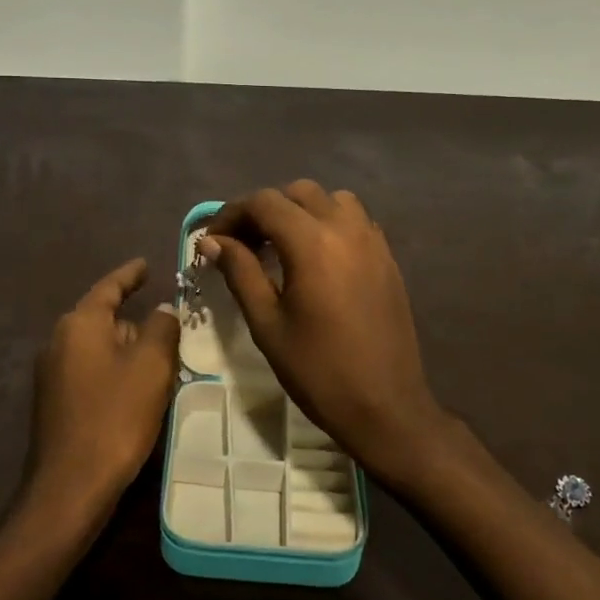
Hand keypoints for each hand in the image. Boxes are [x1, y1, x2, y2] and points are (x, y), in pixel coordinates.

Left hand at [28, 258, 180, 511]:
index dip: (130, 274)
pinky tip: (136, 392)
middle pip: (104, 318)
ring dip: (127, 351)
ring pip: (99, 348)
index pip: (109, 287)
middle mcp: (59, 341)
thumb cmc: (115, 416)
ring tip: (160, 363)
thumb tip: (162, 310)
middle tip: (170, 328)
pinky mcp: (55, 402)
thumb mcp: (151, 366)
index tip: (147, 264)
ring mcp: (52, 373)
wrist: (71, 486)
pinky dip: (115, 372)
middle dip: (135, 322)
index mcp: (80, 324)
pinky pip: (92, 371)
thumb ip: (161, 328)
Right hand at [203, 181, 453, 489]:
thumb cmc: (318, 370)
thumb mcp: (267, 323)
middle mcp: (346, 229)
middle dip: (264, 210)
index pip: (264, 202)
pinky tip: (315, 258)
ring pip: (331, 200)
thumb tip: (211, 242)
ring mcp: (373, 241)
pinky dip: (329, 223)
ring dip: (300, 211)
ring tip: (281, 245)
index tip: (212, 240)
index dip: (231, 214)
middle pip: (297, 193)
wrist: (385, 406)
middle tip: (242, 244)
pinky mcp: (387, 258)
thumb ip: (240, 272)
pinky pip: (355, 220)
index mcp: (312, 243)